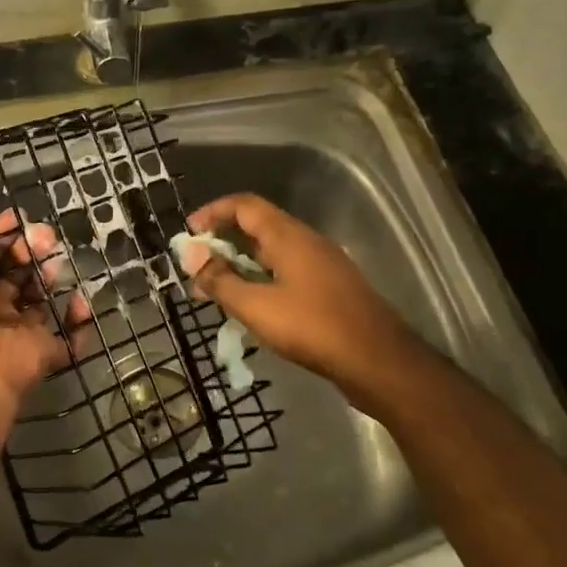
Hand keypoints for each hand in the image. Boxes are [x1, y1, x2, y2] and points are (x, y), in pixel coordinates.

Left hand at [0, 210, 81, 442]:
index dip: (0, 236)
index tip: (18, 218)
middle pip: (13, 276)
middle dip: (28, 251)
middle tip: (44, 236)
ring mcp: (14, 335)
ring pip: (38, 302)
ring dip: (49, 278)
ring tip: (55, 262)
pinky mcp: (40, 355)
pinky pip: (67, 339)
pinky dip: (77, 322)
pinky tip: (80, 300)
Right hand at [176, 193, 411, 402]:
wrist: (377, 361)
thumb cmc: (312, 327)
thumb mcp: (255, 306)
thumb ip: (220, 280)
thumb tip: (191, 256)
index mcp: (287, 236)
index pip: (243, 205)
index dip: (212, 213)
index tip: (188, 234)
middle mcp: (305, 242)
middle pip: (256, 228)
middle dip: (221, 245)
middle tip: (196, 270)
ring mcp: (320, 265)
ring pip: (270, 255)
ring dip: (239, 267)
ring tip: (215, 294)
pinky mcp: (328, 289)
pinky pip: (285, 274)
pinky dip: (260, 282)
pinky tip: (250, 309)